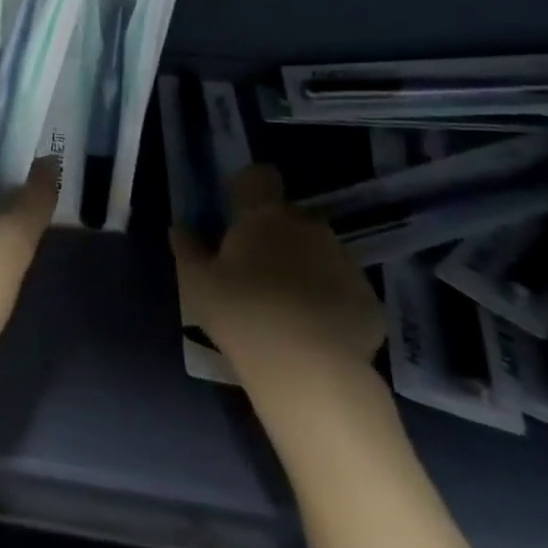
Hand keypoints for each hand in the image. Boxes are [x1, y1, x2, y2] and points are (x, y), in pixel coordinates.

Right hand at [171, 166, 384, 410]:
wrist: (311, 370)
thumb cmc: (243, 314)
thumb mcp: (197, 284)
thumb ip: (187, 249)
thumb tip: (179, 228)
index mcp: (264, 216)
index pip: (260, 177)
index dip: (249, 187)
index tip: (237, 210)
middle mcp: (308, 227)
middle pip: (290, 217)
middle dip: (277, 234)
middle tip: (256, 268)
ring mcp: (344, 262)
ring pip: (320, 251)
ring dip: (305, 266)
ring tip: (286, 304)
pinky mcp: (369, 299)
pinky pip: (343, 288)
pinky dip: (330, 299)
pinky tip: (315, 330)